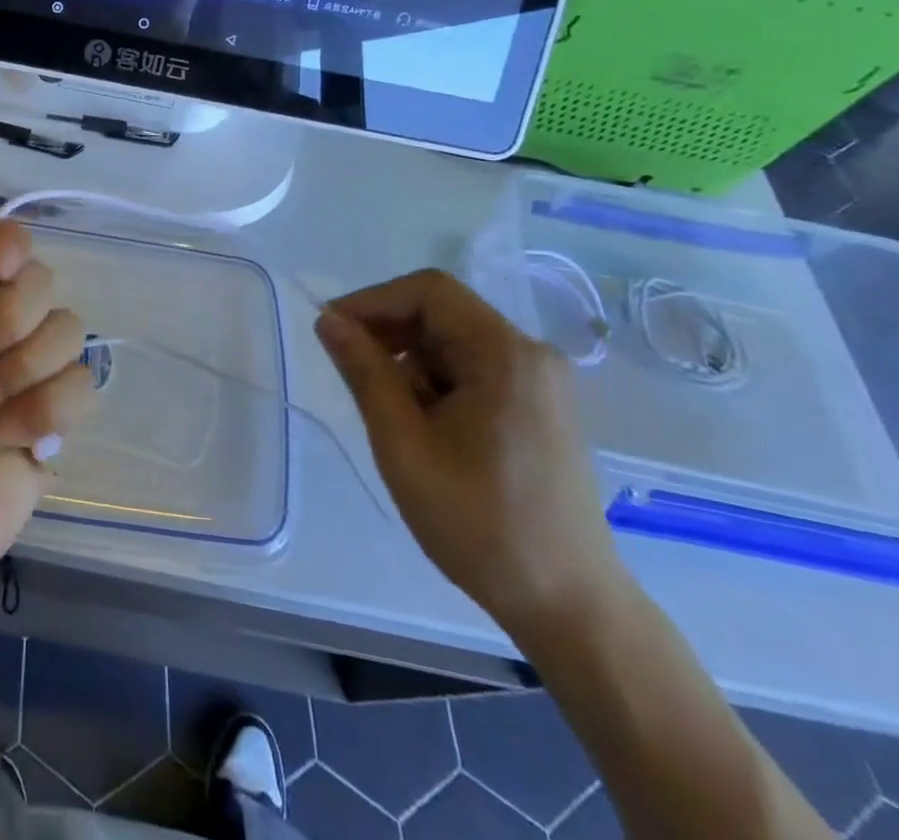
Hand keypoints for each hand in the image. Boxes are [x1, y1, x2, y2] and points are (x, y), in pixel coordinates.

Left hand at [0, 201, 94, 624]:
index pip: (10, 247)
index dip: (12, 250)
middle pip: (45, 287)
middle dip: (3, 331)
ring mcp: (29, 378)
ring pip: (69, 335)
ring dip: (20, 379)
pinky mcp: (55, 424)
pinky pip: (82, 387)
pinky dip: (42, 416)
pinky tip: (9, 444)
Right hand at [315, 269, 626, 636]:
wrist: (569, 606)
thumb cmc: (480, 524)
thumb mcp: (404, 445)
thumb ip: (365, 373)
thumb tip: (328, 320)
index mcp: (506, 355)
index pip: (429, 291)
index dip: (373, 300)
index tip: (332, 331)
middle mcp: (531, 354)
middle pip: (443, 312)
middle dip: (389, 332)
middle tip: (349, 371)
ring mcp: (541, 381)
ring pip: (455, 341)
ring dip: (410, 360)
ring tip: (388, 410)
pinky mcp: (540, 406)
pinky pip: (475, 367)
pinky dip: (437, 380)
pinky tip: (421, 422)